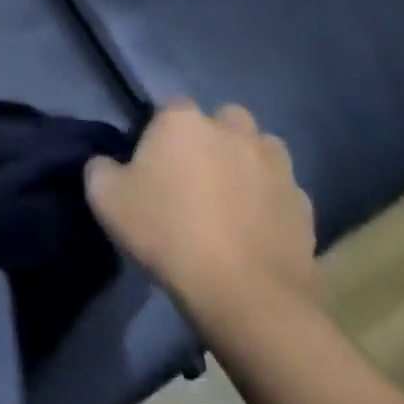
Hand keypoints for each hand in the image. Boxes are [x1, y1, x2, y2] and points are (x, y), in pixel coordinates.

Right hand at [86, 101, 319, 341]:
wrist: (246, 296)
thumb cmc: (168, 234)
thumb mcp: (106, 199)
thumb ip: (100, 169)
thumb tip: (107, 164)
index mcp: (183, 121)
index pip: (170, 107)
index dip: (161, 133)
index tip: (153, 164)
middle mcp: (232, 130)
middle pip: (224, 119)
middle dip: (214, 138)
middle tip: (197, 176)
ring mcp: (274, 166)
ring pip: (262, 149)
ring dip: (249, 163)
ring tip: (232, 199)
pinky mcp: (303, 205)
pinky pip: (284, 191)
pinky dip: (272, 202)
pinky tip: (257, 230)